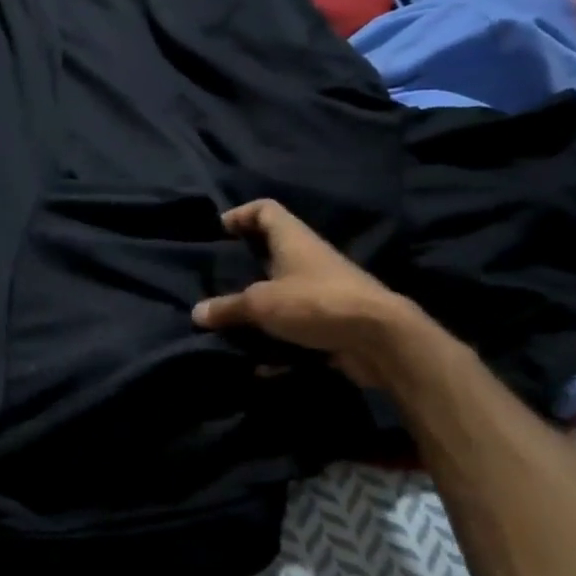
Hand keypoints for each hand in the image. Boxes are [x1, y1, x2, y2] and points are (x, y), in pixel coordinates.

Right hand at [192, 199, 414, 387]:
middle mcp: (309, 259)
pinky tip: (260, 366)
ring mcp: (323, 292)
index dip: (242, 214)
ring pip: (283, 295)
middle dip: (245, 267)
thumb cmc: (314, 303)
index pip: (266, 210)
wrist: (379, 339)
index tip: (221, 229)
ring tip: (231, 324)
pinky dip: (278, 345)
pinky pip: (296, 330)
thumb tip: (197, 313)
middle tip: (218, 280)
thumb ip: (228, 308)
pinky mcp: (331, 323)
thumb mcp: (261, 304)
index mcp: (292, 239)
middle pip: (272, 253)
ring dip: (259, 311)